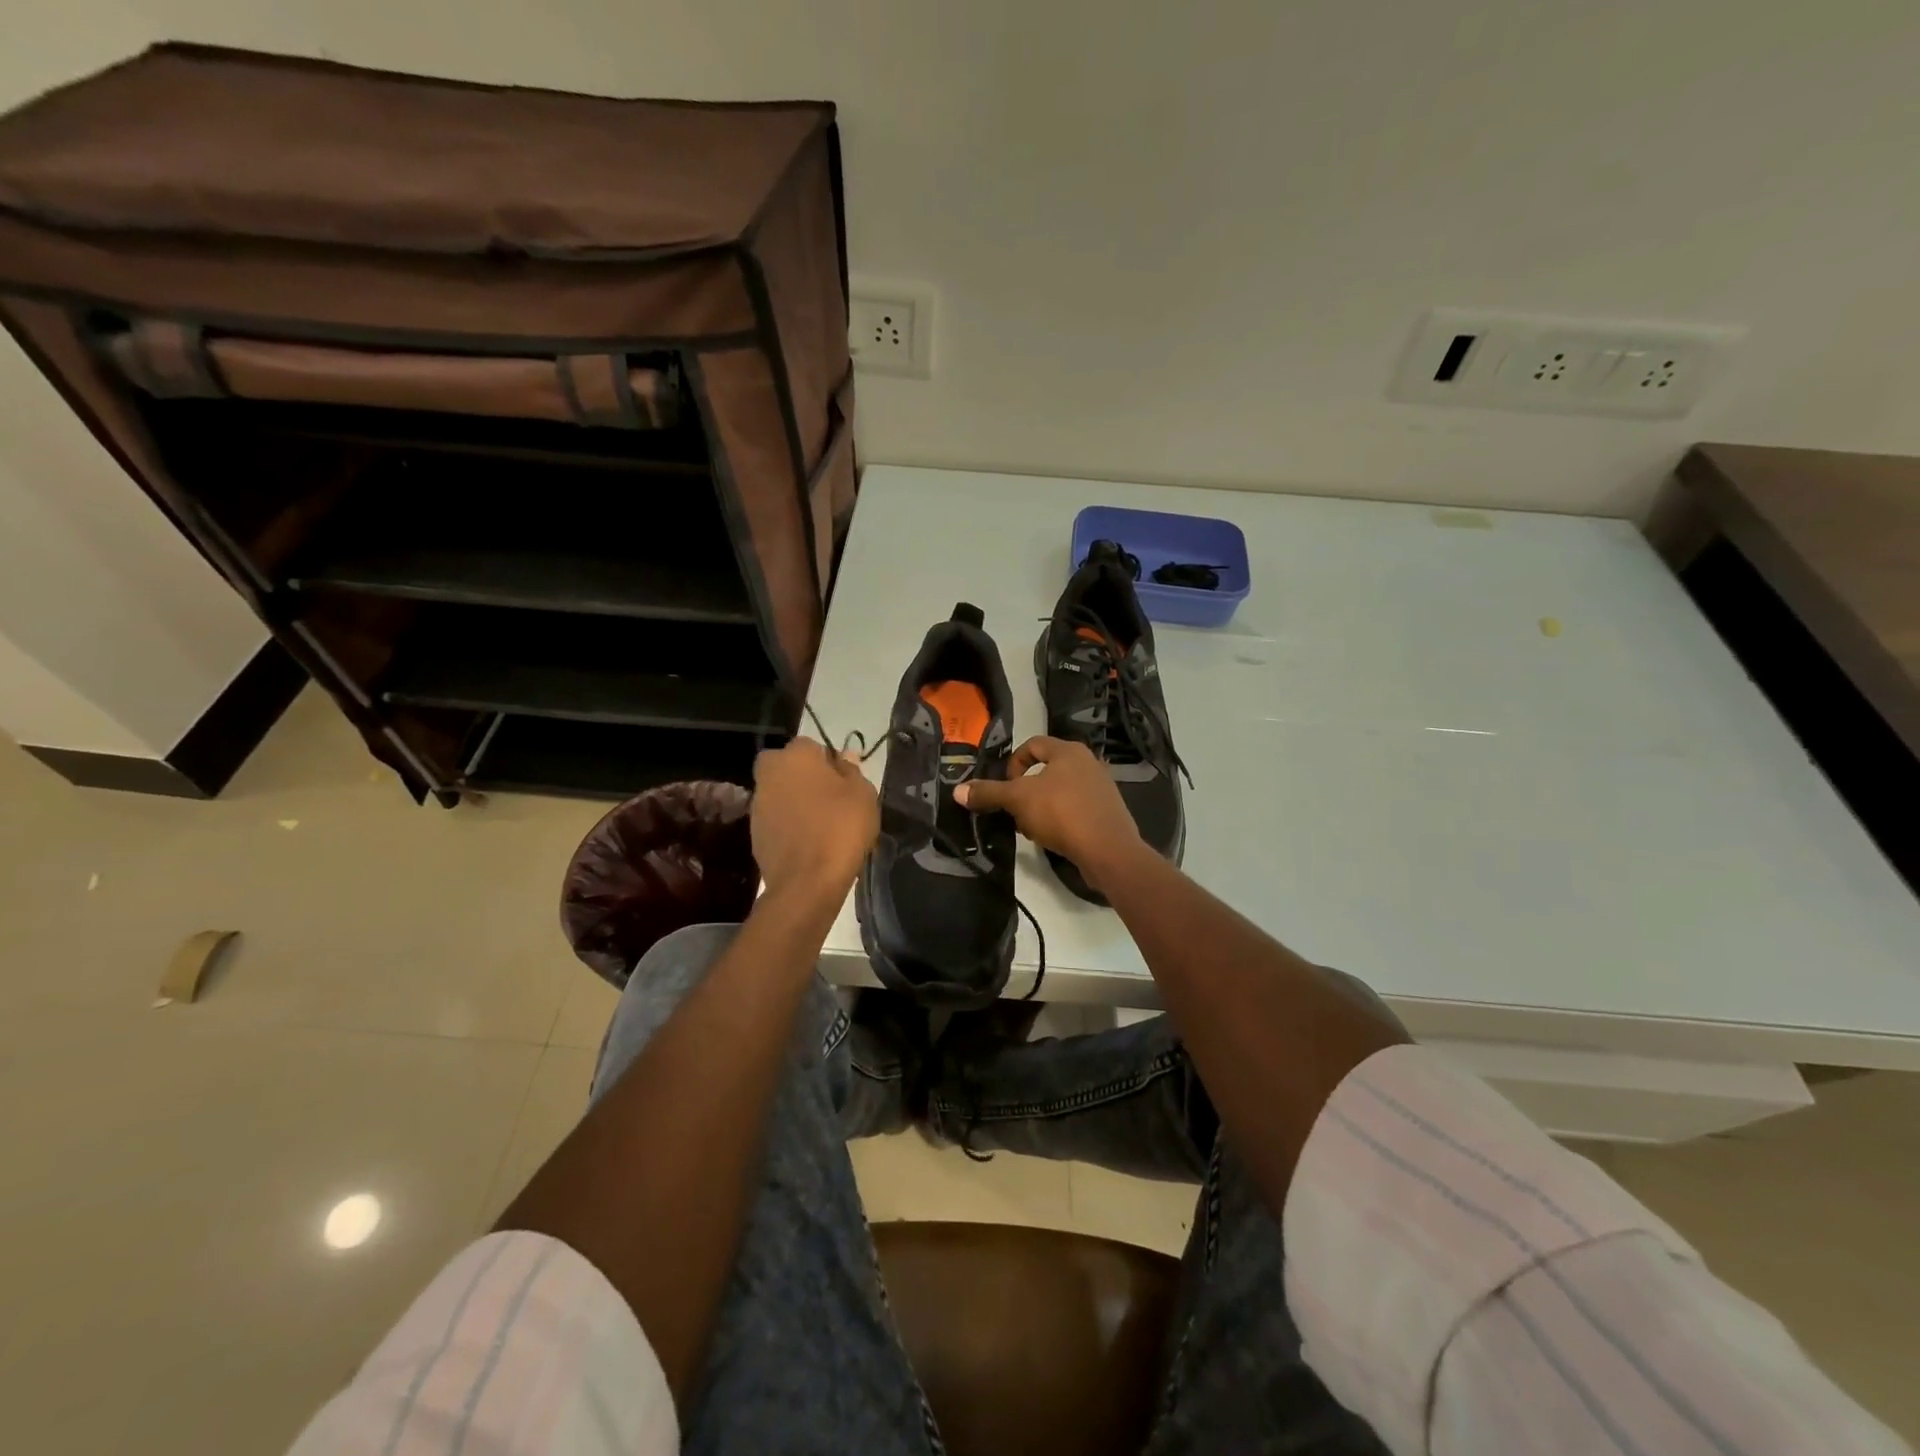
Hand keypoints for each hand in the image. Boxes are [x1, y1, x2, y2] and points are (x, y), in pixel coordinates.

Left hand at [751, 738, 878, 901]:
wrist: (807, 881)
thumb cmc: (840, 828)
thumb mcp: (862, 795)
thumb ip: (852, 770)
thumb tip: (845, 756)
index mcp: (795, 756)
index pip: (810, 745)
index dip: (827, 761)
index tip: (843, 781)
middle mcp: (770, 774)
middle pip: (787, 766)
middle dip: (803, 776)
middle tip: (828, 797)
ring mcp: (758, 804)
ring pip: (779, 792)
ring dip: (794, 800)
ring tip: (820, 822)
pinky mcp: (754, 832)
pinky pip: (775, 818)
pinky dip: (788, 824)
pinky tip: (807, 841)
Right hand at [956, 736, 1147, 891]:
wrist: (1108, 850)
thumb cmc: (1062, 813)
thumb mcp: (1018, 801)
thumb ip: (988, 793)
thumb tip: (958, 791)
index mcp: (1068, 750)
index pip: (1031, 744)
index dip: (1013, 764)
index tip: (1006, 788)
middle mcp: (1088, 762)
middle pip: (1046, 769)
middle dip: (1025, 791)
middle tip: (1016, 811)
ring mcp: (1101, 787)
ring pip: (1059, 791)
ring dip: (1041, 807)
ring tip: (1032, 828)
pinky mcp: (1107, 811)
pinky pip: (1075, 808)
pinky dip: (1060, 819)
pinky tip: (1053, 838)